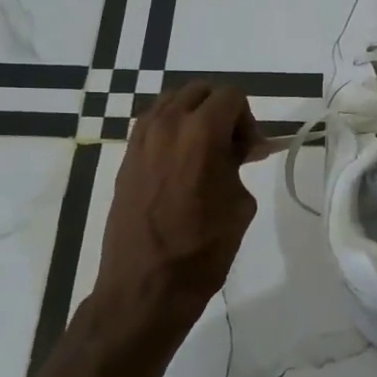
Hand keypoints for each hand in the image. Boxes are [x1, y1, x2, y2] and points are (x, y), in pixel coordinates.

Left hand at [91, 82, 262, 338]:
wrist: (146, 286)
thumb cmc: (202, 249)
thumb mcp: (239, 204)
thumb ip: (241, 164)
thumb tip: (245, 149)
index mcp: (200, 131)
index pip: (231, 96)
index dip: (248, 120)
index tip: (249, 153)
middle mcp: (167, 124)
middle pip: (200, 90)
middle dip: (222, 111)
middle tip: (232, 149)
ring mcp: (141, 139)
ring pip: (173, 102)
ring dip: (194, 116)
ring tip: (205, 154)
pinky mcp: (126, 157)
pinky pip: (153, 123)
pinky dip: (172, 130)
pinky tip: (181, 164)